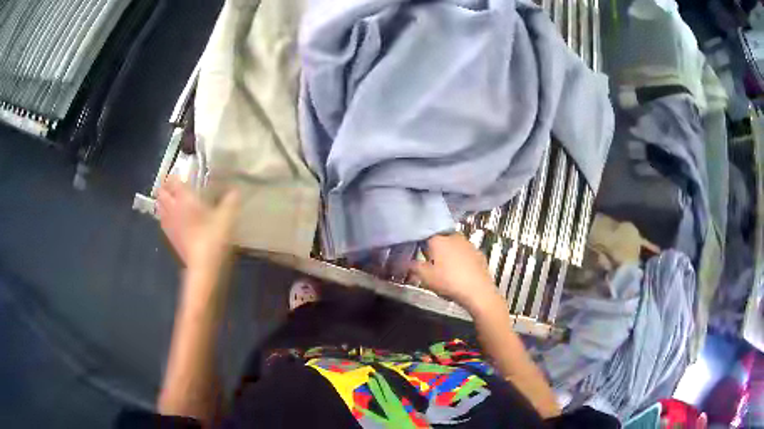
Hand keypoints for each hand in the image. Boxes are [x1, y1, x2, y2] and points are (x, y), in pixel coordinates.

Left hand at [157, 175, 238, 274]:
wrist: (203, 267)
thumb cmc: (213, 237)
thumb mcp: (227, 217)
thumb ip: (230, 200)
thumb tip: (234, 190)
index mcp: (184, 198)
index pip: (173, 181)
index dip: (176, 175)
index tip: (182, 174)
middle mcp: (172, 208)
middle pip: (161, 193)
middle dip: (166, 187)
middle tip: (176, 187)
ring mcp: (169, 224)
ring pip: (159, 207)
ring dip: (164, 202)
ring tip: (173, 201)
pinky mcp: (170, 238)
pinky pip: (163, 221)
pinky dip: (166, 216)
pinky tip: (175, 220)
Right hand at [409, 234, 501, 311]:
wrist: (477, 291)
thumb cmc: (448, 282)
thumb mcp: (426, 277)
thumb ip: (413, 267)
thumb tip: (405, 261)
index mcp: (439, 239)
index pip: (425, 235)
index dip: (421, 245)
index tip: (419, 255)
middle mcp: (454, 237)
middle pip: (441, 239)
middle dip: (436, 249)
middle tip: (432, 264)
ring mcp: (469, 244)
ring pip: (454, 246)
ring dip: (449, 254)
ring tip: (446, 269)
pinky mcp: (479, 254)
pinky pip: (466, 254)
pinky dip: (461, 260)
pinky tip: (460, 272)